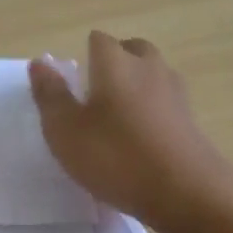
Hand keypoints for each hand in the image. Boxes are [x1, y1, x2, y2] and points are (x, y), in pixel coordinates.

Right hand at [28, 31, 232, 232]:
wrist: (187, 192)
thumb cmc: (116, 156)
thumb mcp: (66, 130)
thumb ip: (50, 94)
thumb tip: (40, 62)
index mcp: (115, 62)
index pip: (98, 40)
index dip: (84, 55)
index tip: (74, 83)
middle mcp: (148, 67)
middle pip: (131, 50)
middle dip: (115, 63)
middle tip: (96, 94)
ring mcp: (175, 92)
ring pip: (152, 75)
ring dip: (136, 86)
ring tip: (118, 117)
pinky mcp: (192, 120)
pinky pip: (166, 102)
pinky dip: (153, 111)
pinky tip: (142, 139)